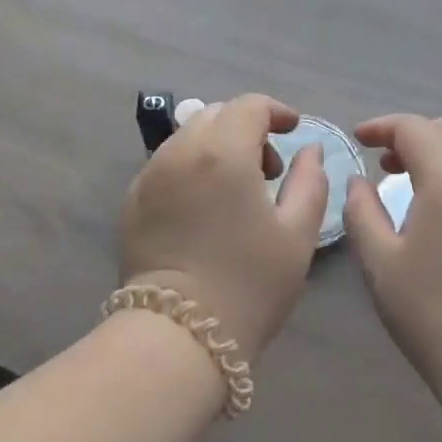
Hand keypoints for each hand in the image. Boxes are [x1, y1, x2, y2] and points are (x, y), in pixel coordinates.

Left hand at [120, 93, 328, 360]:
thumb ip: (310, 181)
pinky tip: (203, 207)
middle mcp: (181, 150)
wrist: (178, 336)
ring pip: (188, 136)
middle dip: (246, 128)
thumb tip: (309, 149)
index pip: (249, 105)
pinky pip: (167, 163)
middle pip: (216, 114)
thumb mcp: (297, 235)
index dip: (276, 111)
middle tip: (267, 169)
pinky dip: (191, 167)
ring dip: (217, 146)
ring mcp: (150, 173)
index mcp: (223, 151)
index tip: (292, 131)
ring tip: (235, 190)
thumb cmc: (249, 284)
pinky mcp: (132, 198)